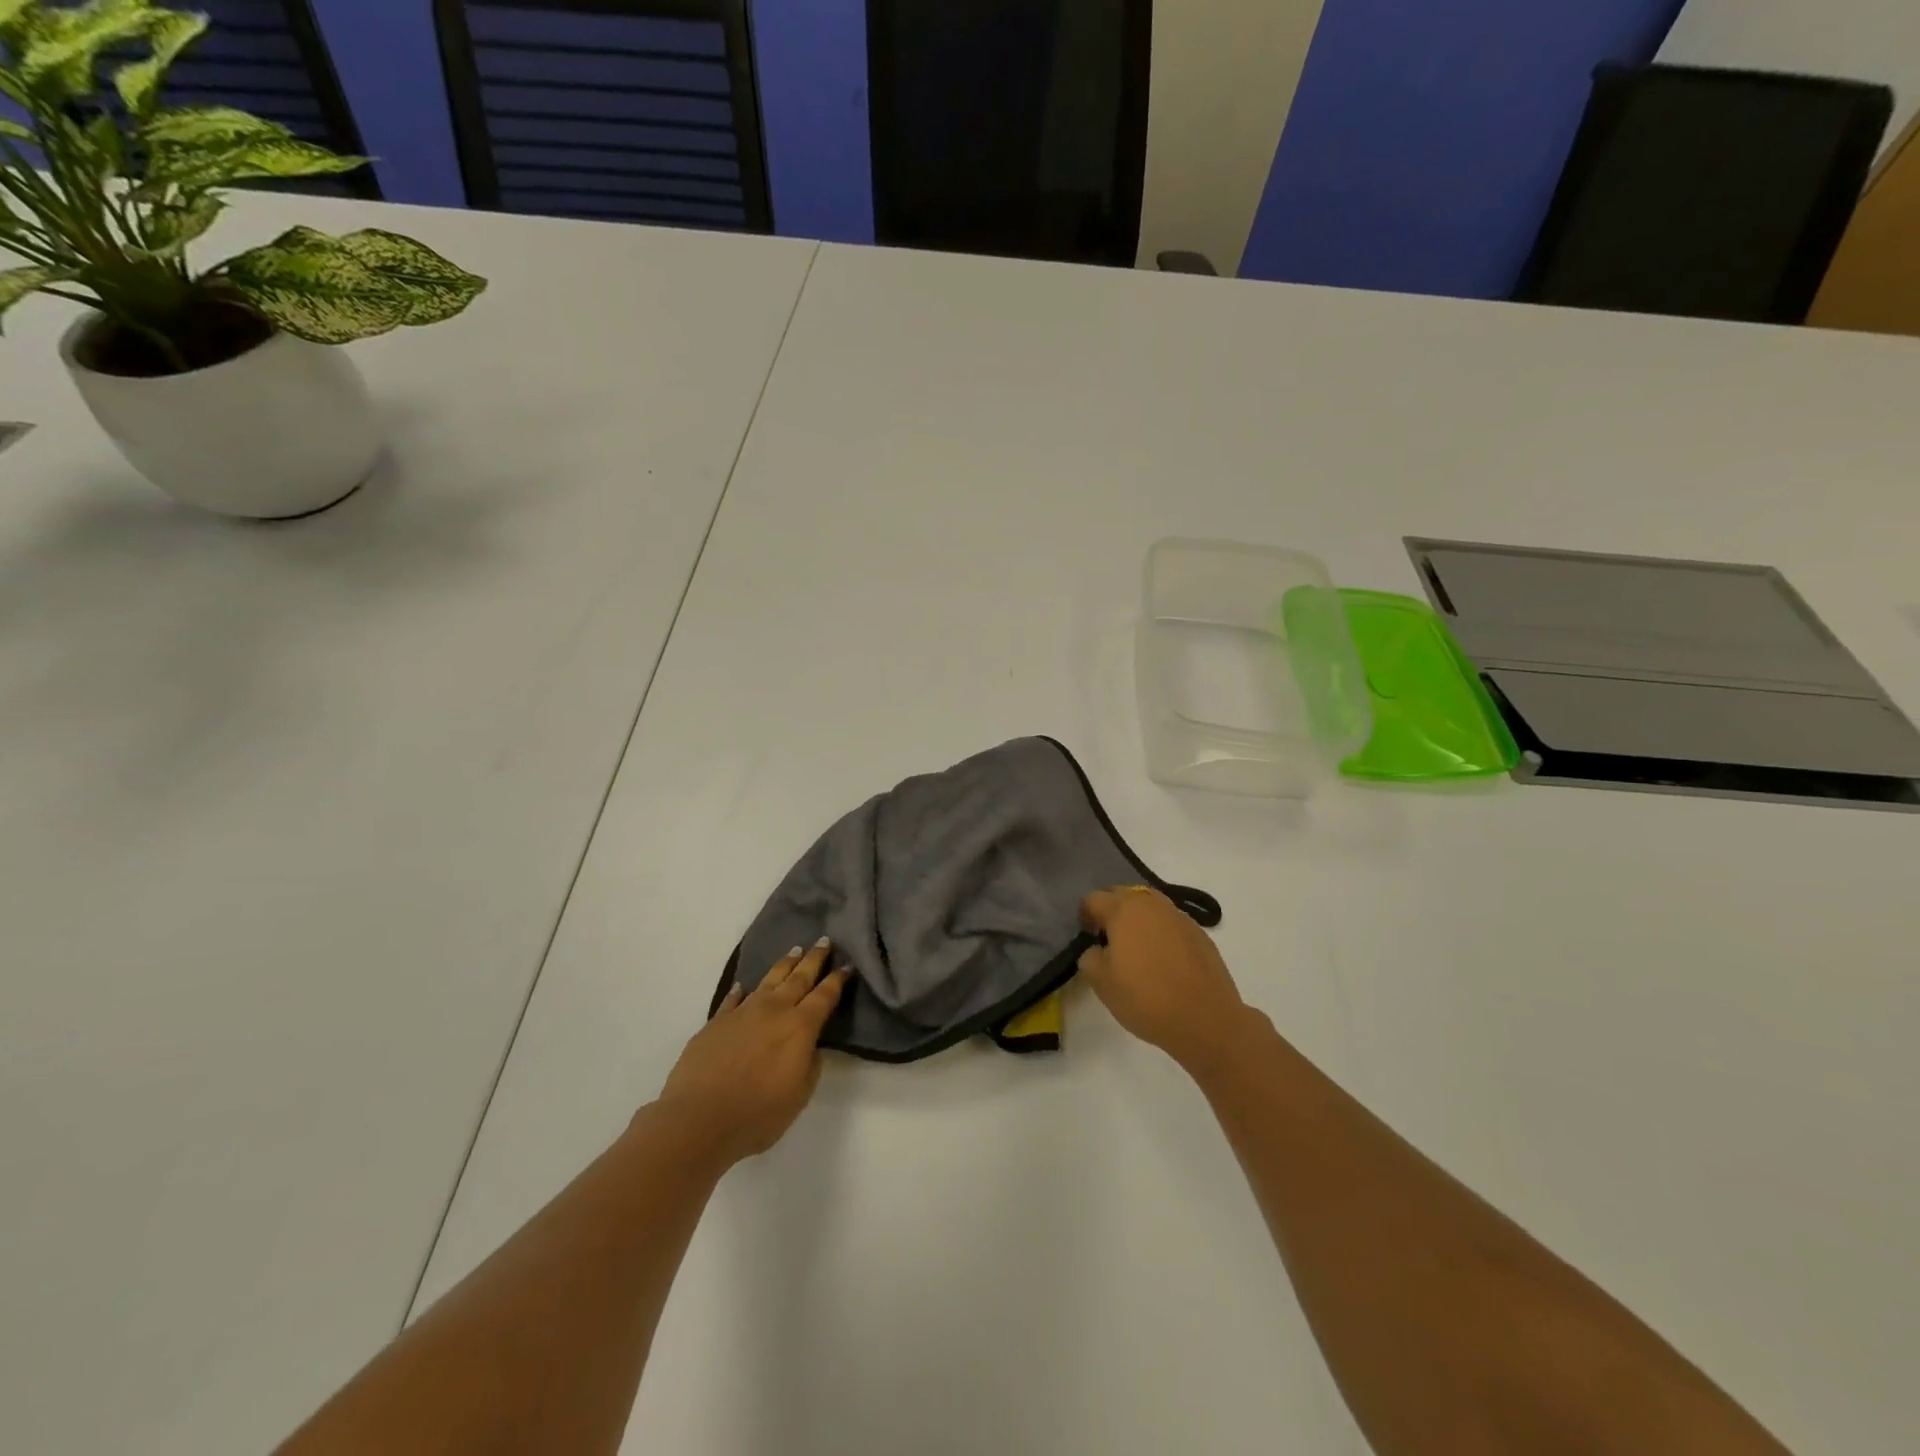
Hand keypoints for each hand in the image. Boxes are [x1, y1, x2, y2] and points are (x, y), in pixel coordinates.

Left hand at [658, 939, 848, 1167]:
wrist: (698, 1119)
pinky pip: (733, 999)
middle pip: (799, 978)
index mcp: (800, 1027)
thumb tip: (811, 1047)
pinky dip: (740, 991)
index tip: (847, 964)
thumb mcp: (799, 1096)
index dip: (837, 979)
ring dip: (784, 964)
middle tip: (824, 941)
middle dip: (814, 959)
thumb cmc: (757, 1114)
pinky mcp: (716, 1022)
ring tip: (795, 951)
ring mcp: (742, 1013)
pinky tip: (743, 986)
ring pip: (769, 980)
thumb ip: (810, 1066)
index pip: (824, 996)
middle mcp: (774, 1011)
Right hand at [1078, 886, 1251, 1071]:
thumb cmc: (1146, 998)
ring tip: (1137, 949)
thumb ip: (1090, 958)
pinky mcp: (1200, 934)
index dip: (1085, 915)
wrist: (1206, 1019)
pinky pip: (1171, 923)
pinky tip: (1163, 960)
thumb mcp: (1102, 983)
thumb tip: (1097, 950)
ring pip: (1150, 906)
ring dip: (1138, 919)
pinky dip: (1161, 933)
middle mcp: (1152, 904)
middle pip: (1123, 894)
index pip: (1094, 899)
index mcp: (1124, 910)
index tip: (1087, 936)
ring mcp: (1180, 917)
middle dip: (1112, 911)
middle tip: (1109, 939)